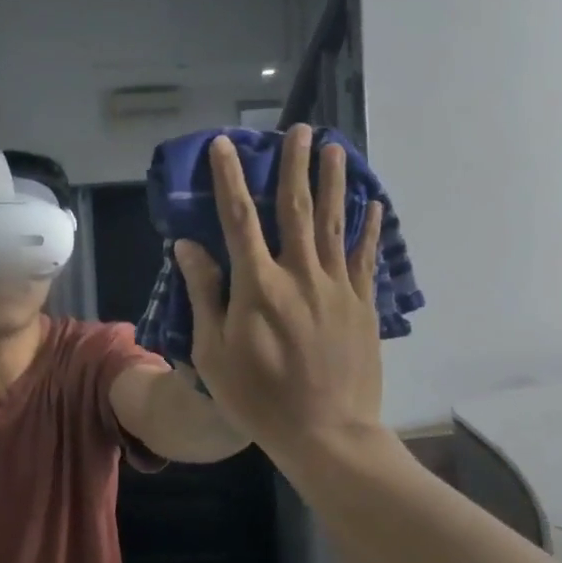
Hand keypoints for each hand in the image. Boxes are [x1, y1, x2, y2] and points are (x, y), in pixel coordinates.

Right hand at [171, 126, 384, 462]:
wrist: (326, 433)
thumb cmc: (259, 397)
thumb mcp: (214, 351)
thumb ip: (205, 294)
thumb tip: (189, 246)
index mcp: (258, 286)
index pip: (239, 219)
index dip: (230, 178)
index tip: (224, 145)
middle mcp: (300, 275)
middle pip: (296, 209)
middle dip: (294, 166)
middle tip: (299, 130)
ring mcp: (336, 288)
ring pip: (333, 224)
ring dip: (333, 183)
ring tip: (335, 148)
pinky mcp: (362, 305)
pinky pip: (364, 257)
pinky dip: (368, 228)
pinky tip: (372, 204)